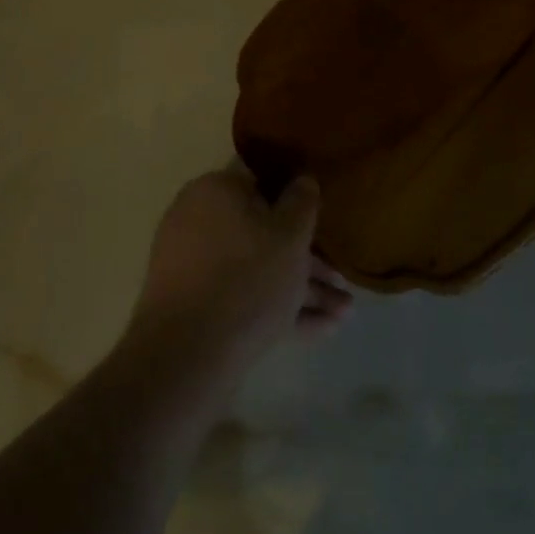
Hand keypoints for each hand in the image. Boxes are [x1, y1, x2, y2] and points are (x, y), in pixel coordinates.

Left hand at [122, 170, 351, 394]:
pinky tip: (322, 329)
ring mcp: (192, 265)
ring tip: (345, 313)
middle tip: (342, 282)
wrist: (189, 354)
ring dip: (301, 290)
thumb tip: (302, 180)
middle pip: (263, 233)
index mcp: (215, 191)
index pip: (262, 184)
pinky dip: (278, 309)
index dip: (298, 204)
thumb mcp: (290, 235)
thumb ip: (302, 202)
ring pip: (256, 270)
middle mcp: (197, 220)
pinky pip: (242, 297)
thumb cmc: (248, 277)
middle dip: (308, 260)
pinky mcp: (193, 305)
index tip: (325, 225)